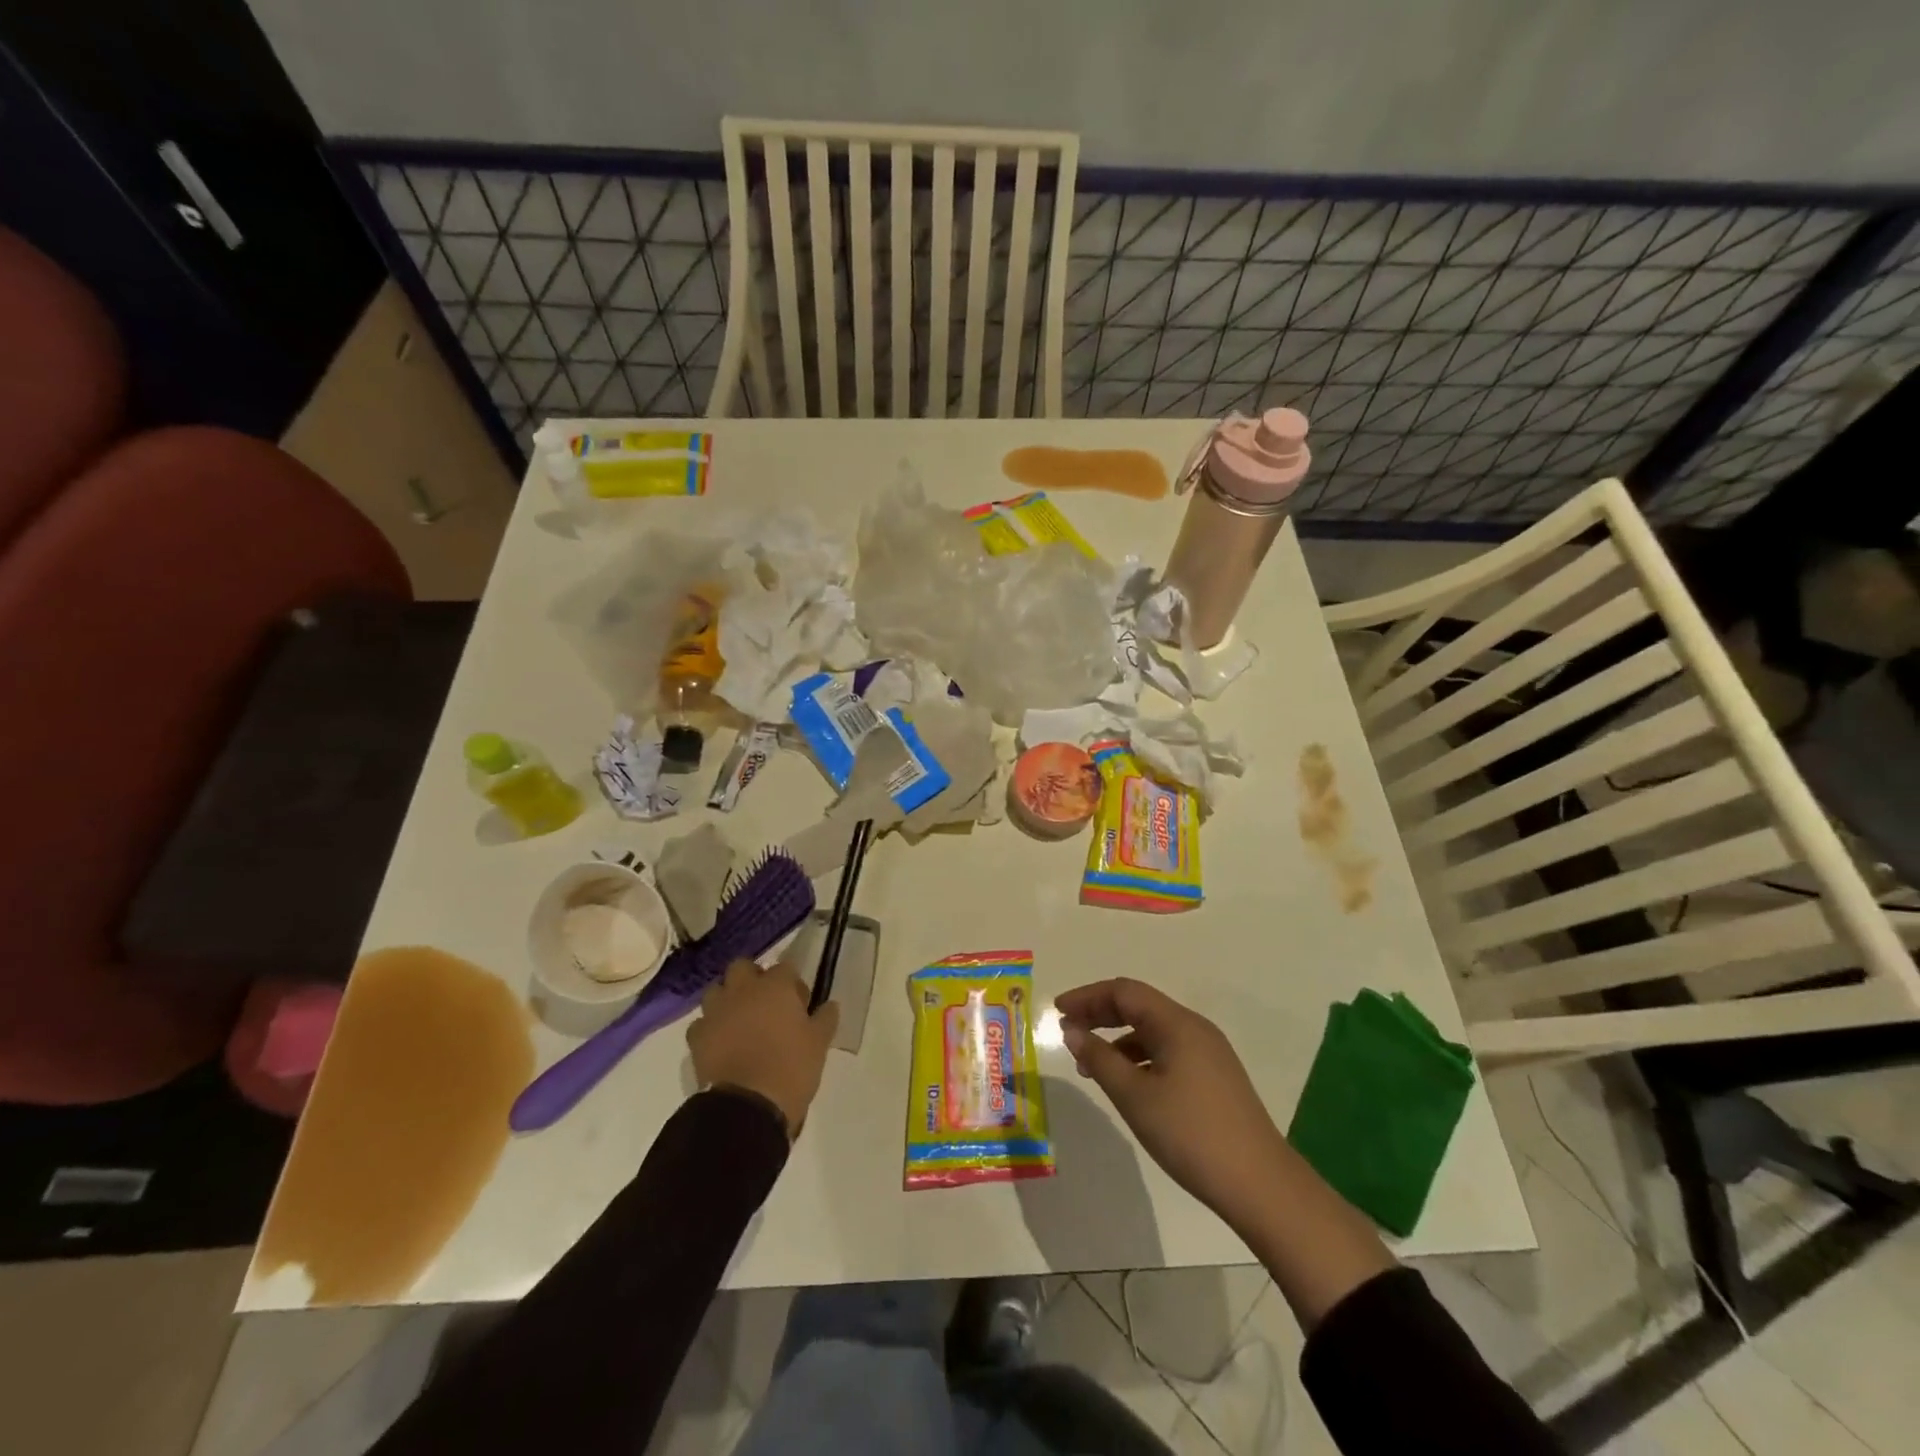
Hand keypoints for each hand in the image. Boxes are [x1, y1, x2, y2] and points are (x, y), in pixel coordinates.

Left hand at [687, 960, 838, 1137]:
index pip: (785, 968)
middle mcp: (742, 991)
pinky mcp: (696, 1038)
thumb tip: (830, 1005)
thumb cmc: (791, 1068)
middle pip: (742, 967)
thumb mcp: (819, 1044)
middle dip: (752, 978)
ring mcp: (716, 1012)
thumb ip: (825, 1018)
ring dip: (727, 999)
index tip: (799, 1004)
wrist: (748, 1106)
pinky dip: (710, 1028)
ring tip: (740, 1022)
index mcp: (775, 987)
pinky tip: (721, 1044)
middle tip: (765, 1004)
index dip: (792, 984)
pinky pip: (702, 1023)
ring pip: (716, 990)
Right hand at [1056, 978, 1284, 1225]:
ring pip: (1153, 1030)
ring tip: (1090, 1065)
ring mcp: (1209, 1052)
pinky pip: (1167, 1050)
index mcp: (1177, 1023)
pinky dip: (1139, 1057)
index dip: (1087, 997)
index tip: (1057, 1011)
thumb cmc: (1191, 1134)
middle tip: (1068, 1030)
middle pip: (1139, 1006)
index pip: (1124, 992)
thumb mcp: (1135, 1096)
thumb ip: (1100, 1059)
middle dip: (1100, 1014)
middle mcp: (1194, 1028)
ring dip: (1118, 1038)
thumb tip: (1072, 1031)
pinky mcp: (1214, 1076)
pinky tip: (1126, 1083)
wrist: (1260, 1184)